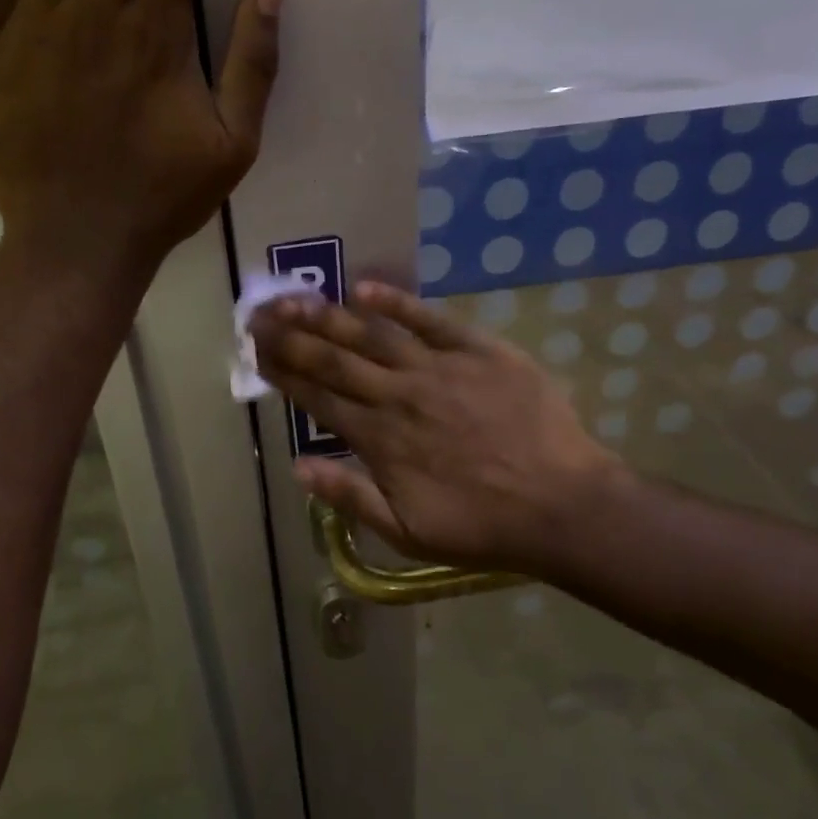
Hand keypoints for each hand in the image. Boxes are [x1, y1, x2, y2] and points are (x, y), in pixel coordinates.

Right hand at [249, 281, 628, 579]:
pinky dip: (396, 302)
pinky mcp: (478, 351)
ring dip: (328, 315)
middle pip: (333, 359)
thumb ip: (350, 496)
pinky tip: (364, 288)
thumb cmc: (482, 525)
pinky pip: (430, 320)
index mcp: (378, 438)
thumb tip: (298, 467)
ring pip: (371, 335)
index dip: (283, 371)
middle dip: (290, 336)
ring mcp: (437, 368)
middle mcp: (397, 395)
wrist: (562, 505)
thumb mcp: (407, 531)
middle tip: (258, 313)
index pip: (318, 396)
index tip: (256, 350)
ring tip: (293, 297)